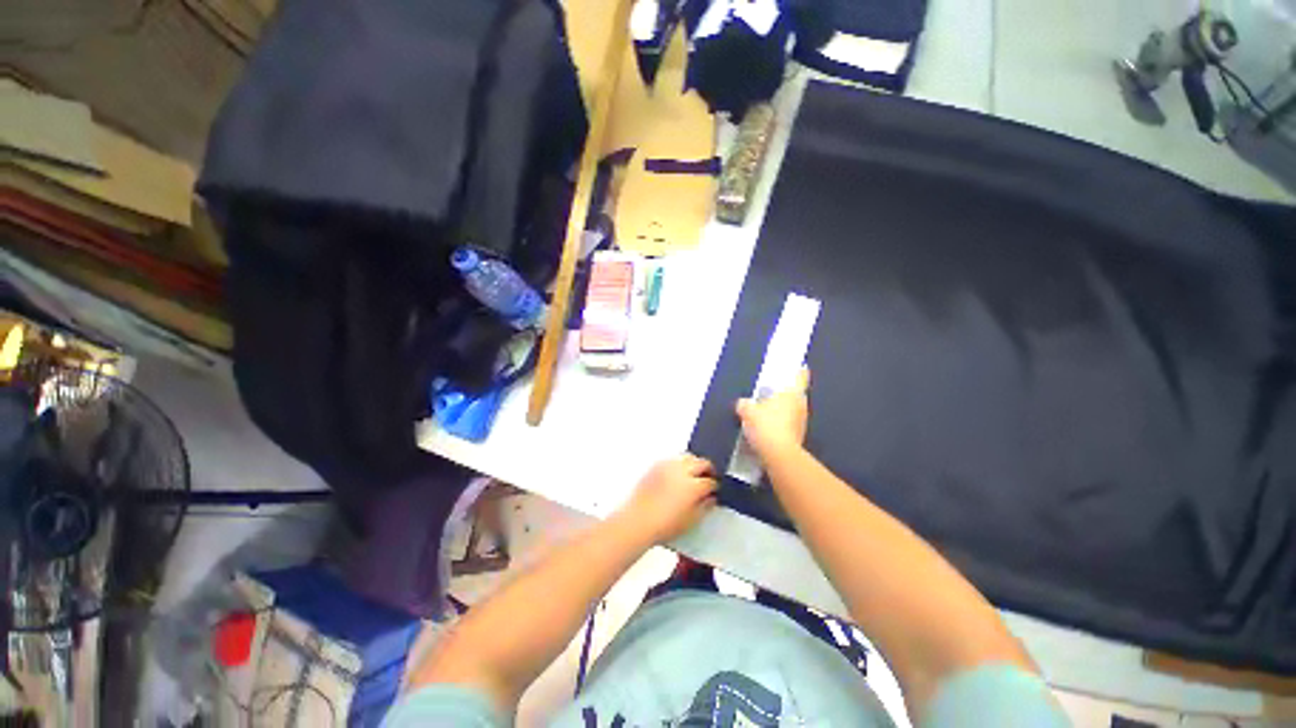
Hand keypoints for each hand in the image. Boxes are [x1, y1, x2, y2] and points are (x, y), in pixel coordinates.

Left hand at [621, 455, 717, 542]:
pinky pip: (673, 459)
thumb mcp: (690, 521)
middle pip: (701, 462)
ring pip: (687, 456)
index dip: (714, 486)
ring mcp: (668, 466)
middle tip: (709, 476)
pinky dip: (679, 463)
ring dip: (694, 463)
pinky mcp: (656, 466)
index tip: (714, 489)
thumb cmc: (663, 525)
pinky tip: (678, 473)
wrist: (637, 521)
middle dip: (707, 469)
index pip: (710, 481)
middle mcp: (681, 471)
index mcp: (692, 486)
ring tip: (694, 472)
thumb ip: (704, 507)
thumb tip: (710, 499)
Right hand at [735, 367, 809, 459]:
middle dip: (784, 394)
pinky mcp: (798, 437)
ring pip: (792, 410)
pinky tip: (766, 429)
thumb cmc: (766, 426)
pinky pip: (788, 425)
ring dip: (782, 411)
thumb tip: (743, 403)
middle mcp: (800, 405)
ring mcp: (801, 422)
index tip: (800, 367)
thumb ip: (744, 404)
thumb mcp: (747, 411)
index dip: (799, 371)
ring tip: (765, 412)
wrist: (778, 455)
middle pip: (795, 395)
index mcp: (792, 393)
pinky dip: (780, 425)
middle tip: (770, 393)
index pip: (800, 377)